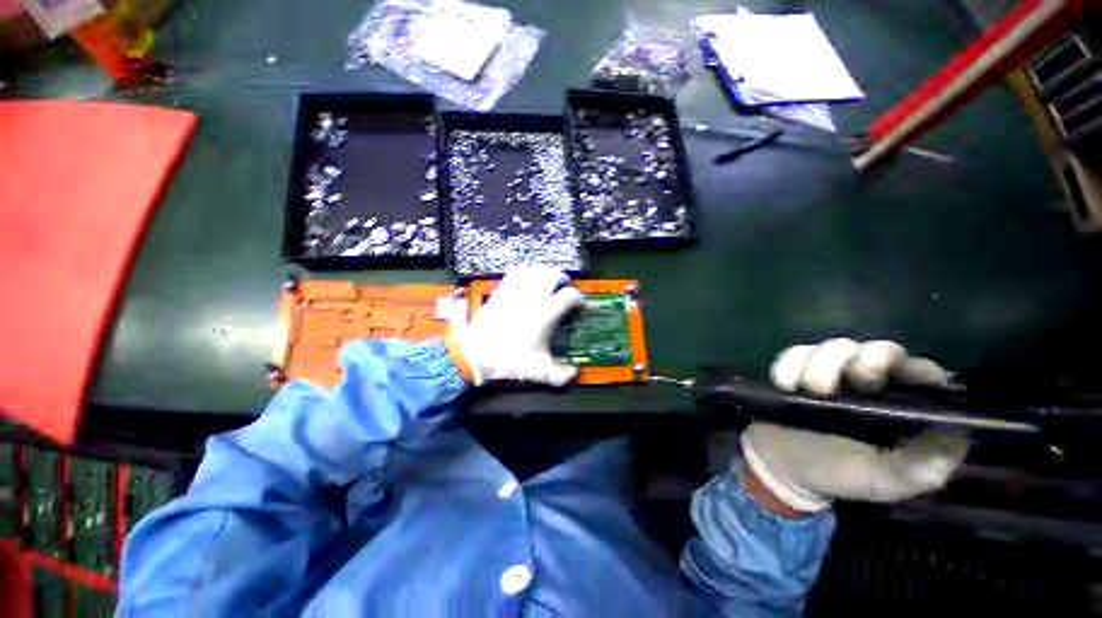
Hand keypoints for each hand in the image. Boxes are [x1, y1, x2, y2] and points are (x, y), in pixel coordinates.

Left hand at [446, 266, 583, 385]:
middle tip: (564, 287)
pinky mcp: (501, 290)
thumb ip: (559, 374)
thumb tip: (574, 374)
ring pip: (534, 269)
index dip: (577, 298)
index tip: (578, 305)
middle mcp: (533, 297)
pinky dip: (525, 271)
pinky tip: (526, 279)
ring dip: (544, 272)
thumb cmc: (509, 360)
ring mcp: (515, 291)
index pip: (569, 295)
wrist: (475, 353)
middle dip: (563, 278)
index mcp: (545, 313)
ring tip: (547, 280)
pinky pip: (515, 272)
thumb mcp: (538, 371)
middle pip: (553, 274)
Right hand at [742, 339, 969, 512]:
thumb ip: (922, 465)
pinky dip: (789, 366)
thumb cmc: (843, 473)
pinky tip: (786, 385)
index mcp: (904, 402)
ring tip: (809, 391)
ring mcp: (833, 368)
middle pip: (878, 349)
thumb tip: (958, 434)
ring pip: (835, 347)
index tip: (890, 382)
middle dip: (862, 363)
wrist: (786, 466)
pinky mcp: (798, 366)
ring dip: (820, 365)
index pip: (922, 372)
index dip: (913, 371)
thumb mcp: (886, 480)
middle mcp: (874, 378)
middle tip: (844, 385)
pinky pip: (795, 353)